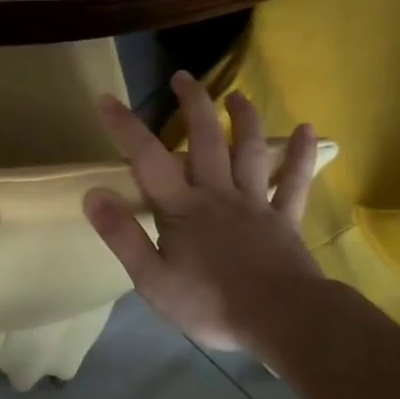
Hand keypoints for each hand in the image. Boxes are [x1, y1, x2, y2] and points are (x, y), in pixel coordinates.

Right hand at [84, 72, 323, 353]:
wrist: (281, 321)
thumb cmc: (210, 304)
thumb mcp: (151, 279)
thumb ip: (122, 235)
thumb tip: (92, 194)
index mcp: (182, 208)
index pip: (147, 159)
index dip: (125, 127)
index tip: (106, 98)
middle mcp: (218, 195)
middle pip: (205, 140)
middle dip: (192, 105)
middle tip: (182, 77)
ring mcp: (256, 204)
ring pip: (249, 152)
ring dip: (243, 120)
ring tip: (236, 95)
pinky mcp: (285, 220)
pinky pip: (295, 183)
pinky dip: (300, 155)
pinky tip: (307, 130)